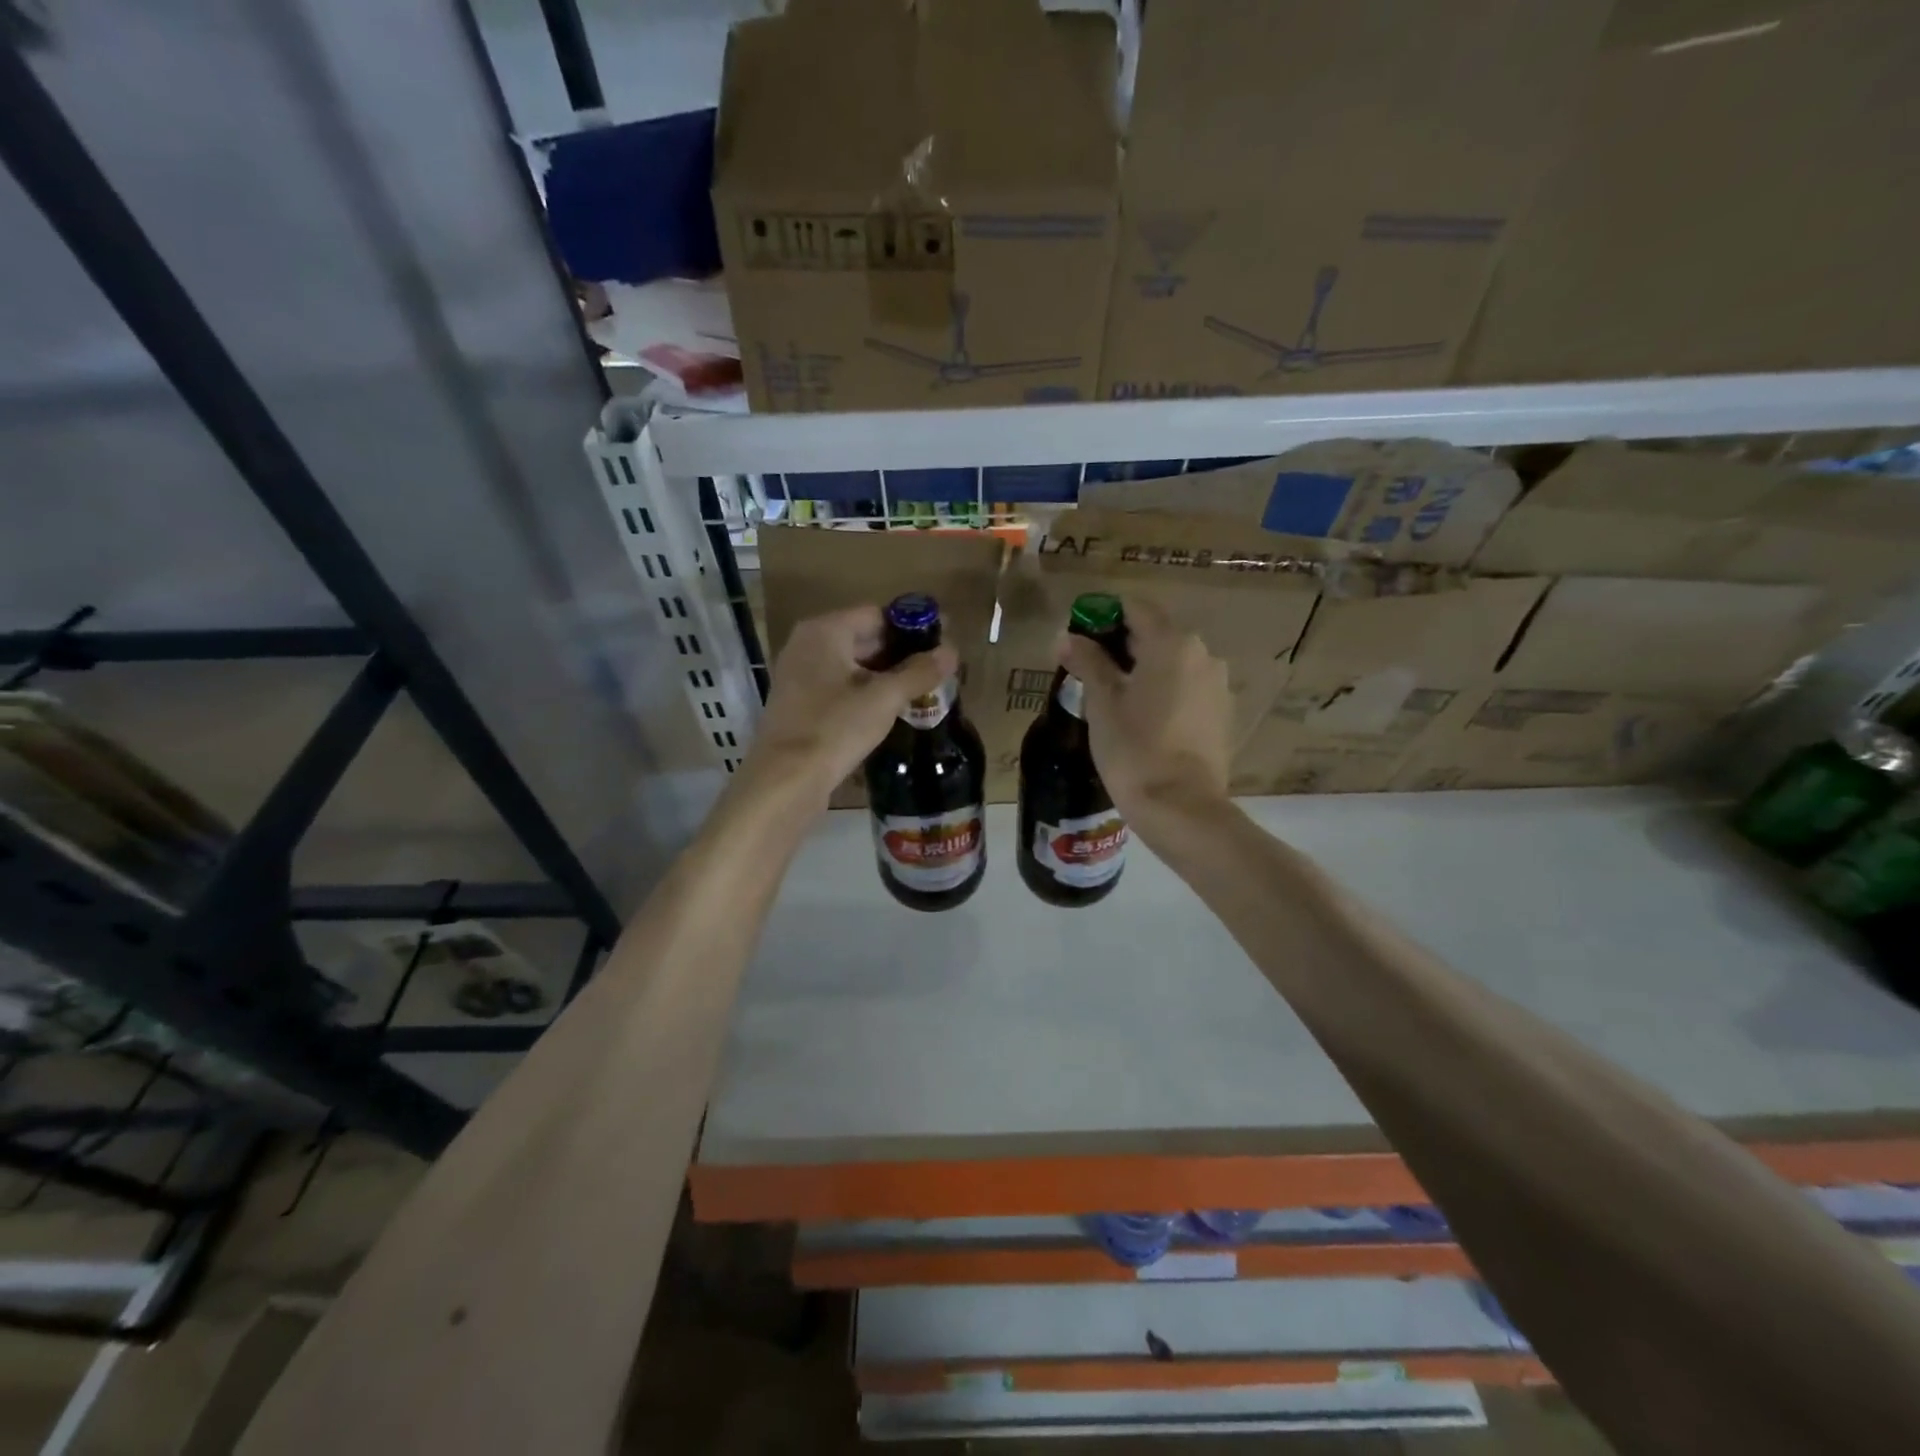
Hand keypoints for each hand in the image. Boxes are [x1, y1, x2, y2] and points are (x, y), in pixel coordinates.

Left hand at [745, 605, 956, 804]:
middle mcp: (808, 645)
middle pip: (864, 637)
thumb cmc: (834, 728)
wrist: (785, 780)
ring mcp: (800, 675)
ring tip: (922, 689)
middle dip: (901, 653)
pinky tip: (891, 709)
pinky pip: (840, 686)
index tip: (943, 642)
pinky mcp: (801, 703)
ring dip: (886, 675)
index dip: (912, 626)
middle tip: (938, 669)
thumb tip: (951, 651)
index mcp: (824, 631)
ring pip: (853, 665)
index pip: (877, 614)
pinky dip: (866, 692)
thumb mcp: (884, 698)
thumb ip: (919, 672)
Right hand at [1059, 598, 1230, 825]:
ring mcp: (1217, 684)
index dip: (1103, 616)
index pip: (1135, 609)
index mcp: (1172, 643)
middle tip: (1089, 670)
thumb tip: (1066, 636)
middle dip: (1121, 645)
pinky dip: (1164, 691)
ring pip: (1172, 663)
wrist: (1181, 807)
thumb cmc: (1134, 749)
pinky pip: (1187, 688)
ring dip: (1144, 670)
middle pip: (1156, 634)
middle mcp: (1203, 654)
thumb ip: (1087, 661)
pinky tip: (1144, 719)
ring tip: (1114, 699)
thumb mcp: (1102, 703)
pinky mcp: (1222, 713)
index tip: (1080, 637)